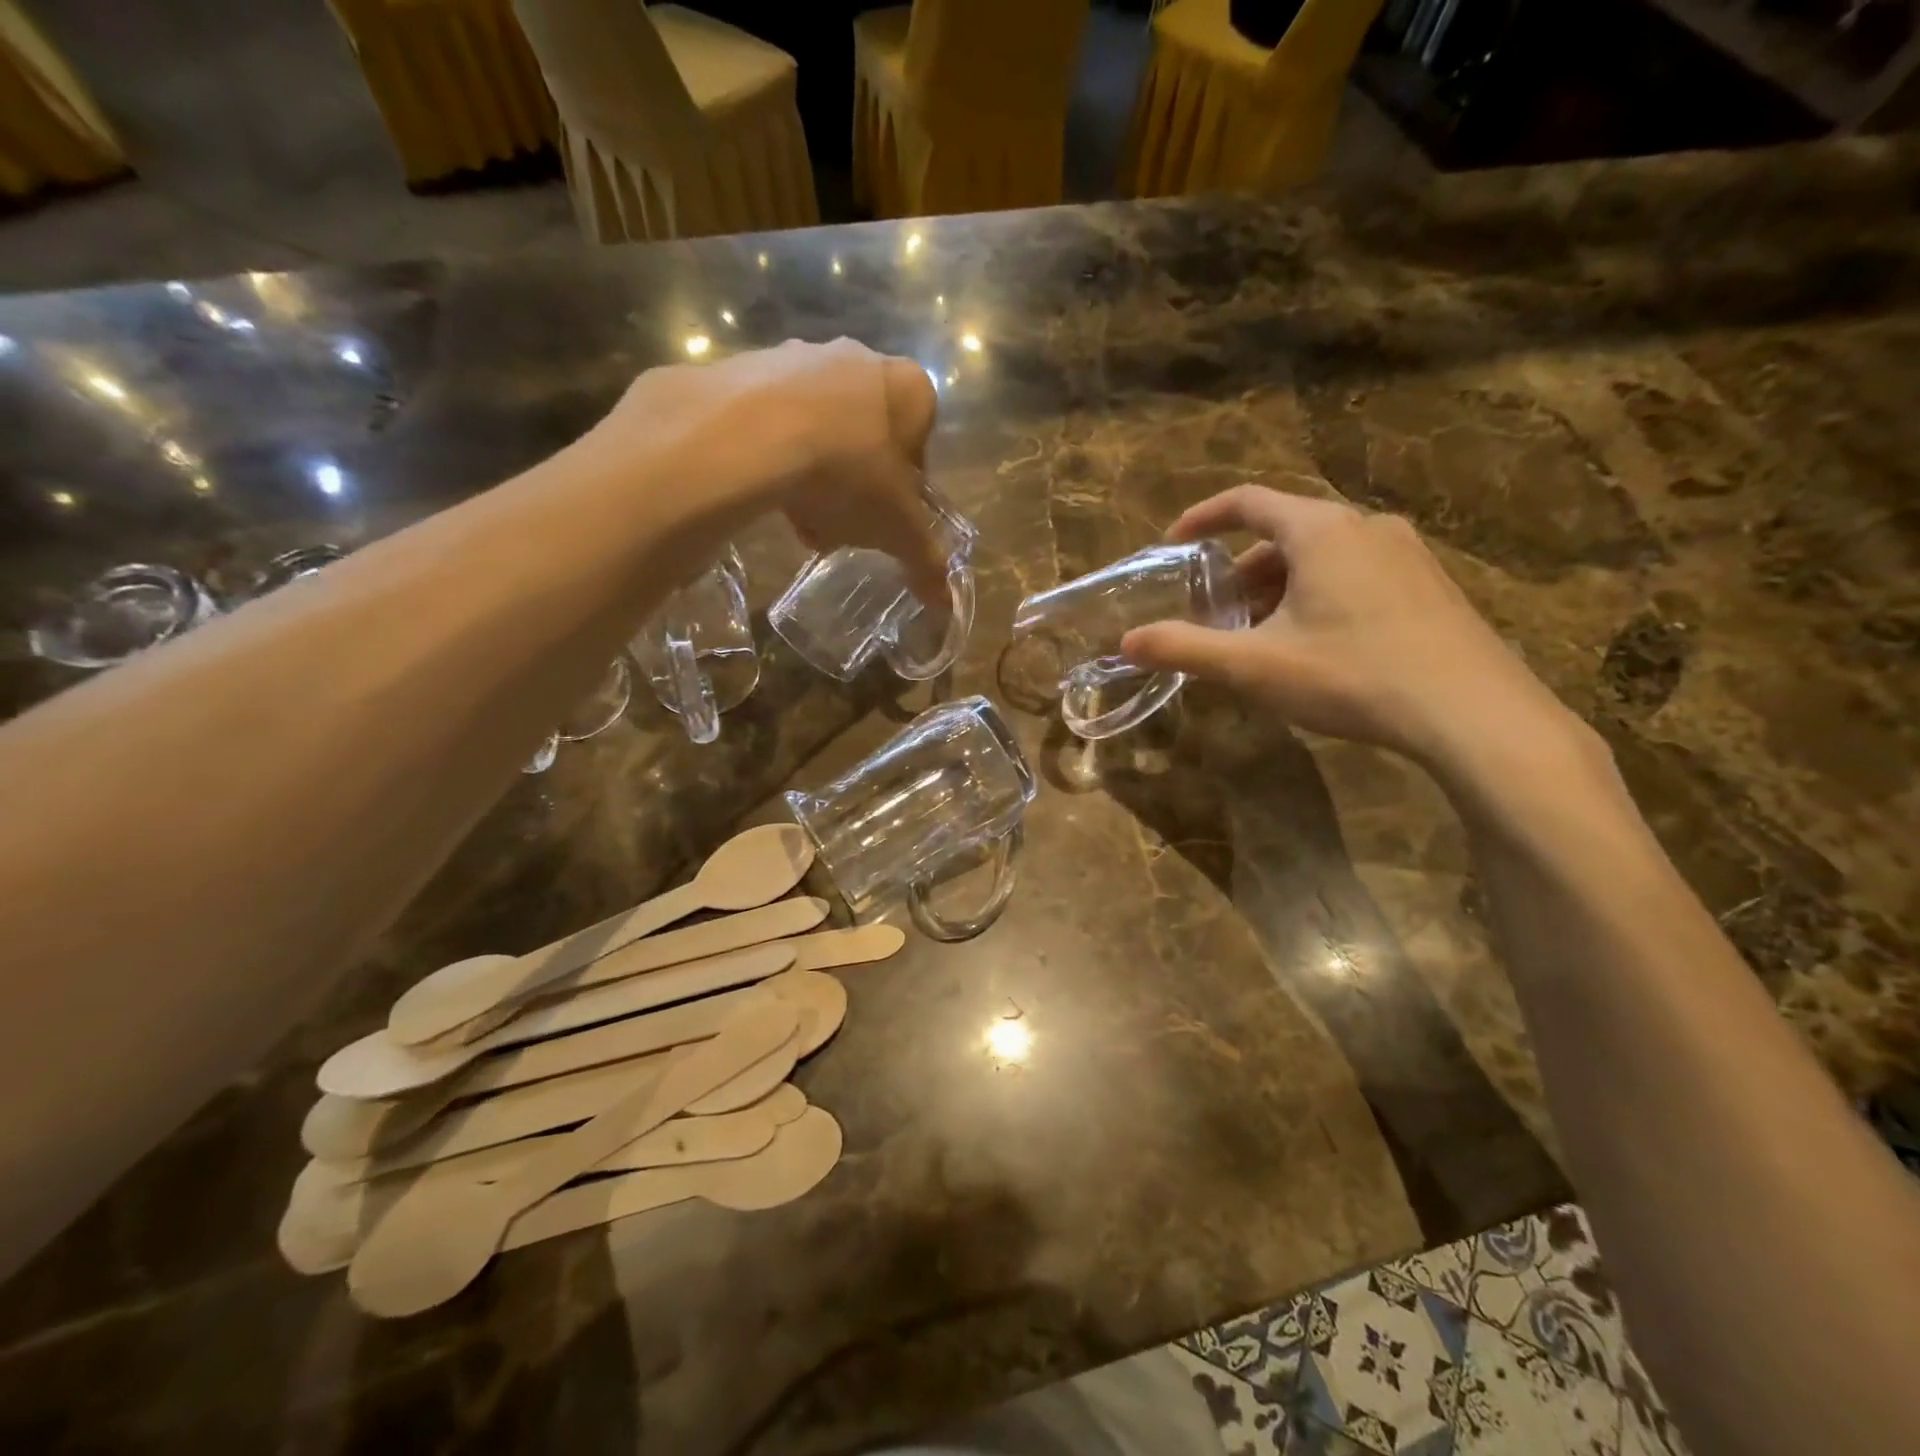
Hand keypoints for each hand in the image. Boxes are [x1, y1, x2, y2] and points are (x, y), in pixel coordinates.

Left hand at [578, 338, 947, 605]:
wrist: (751, 435)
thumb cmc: (848, 475)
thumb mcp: (897, 529)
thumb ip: (926, 561)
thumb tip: (945, 601)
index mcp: (911, 388)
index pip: (920, 444)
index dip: (903, 489)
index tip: (884, 518)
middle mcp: (861, 358)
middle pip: (868, 436)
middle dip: (857, 484)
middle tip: (842, 522)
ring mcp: (803, 355)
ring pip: (821, 429)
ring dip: (816, 475)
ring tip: (801, 516)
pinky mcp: (752, 364)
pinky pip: (776, 419)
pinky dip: (776, 454)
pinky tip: (768, 491)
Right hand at [1120, 486, 1587, 781]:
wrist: (1474, 715)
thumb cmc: (1352, 675)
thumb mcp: (1255, 666)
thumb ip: (1185, 649)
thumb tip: (1127, 642)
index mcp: (1321, 530)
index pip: (1248, 501)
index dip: (1203, 518)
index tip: (1173, 543)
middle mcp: (1367, 526)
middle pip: (1285, 532)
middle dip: (1242, 570)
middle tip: (1217, 613)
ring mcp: (1408, 554)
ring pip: (1323, 556)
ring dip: (1280, 587)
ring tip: (1262, 636)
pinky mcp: (1431, 587)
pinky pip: (1357, 574)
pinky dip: (1319, 595)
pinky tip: (1317, 647)